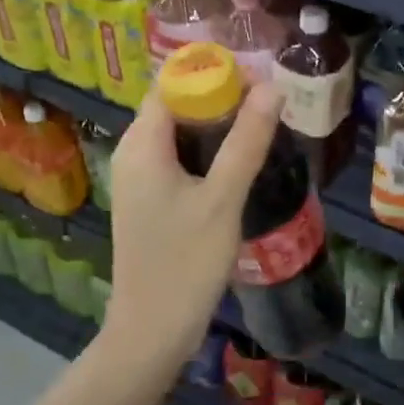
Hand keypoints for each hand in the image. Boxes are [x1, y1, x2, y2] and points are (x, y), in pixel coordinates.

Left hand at [100, 83, 283, 371]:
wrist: (151, 330)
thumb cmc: (185, 263)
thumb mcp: (222, 199)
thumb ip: (246, 142)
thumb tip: (271, 88)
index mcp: (142, 144)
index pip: (172, 84)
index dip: (213, 74)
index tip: (258, 79)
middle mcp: (132, 154)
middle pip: (175, 106)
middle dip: (219, 98)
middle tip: (268, 103)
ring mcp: (138, 180)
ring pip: (178, 135)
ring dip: (215, 127)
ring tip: (260, 128)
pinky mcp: (149, 203)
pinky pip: (176, 161)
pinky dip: (205, 154)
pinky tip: (237, 166)